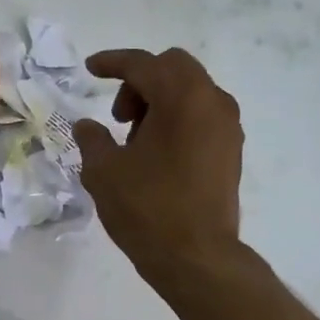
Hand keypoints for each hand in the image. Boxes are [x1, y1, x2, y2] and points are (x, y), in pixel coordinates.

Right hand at [74, 47, 242, 271]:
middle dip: (140, 81)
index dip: (112, 62)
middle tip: (118, 116)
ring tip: (135, 139)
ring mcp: (227, 127)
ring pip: (191, 91)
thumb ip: (92, 139)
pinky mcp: (232, 151)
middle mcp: (212, 102)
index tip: (90, 68)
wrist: (197, 257)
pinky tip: (156, 153)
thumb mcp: (104, 171)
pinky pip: (202, 115)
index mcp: (181, 98)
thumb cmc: (147, 208)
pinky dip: (178, 119)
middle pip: (173, 68)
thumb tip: (87, 126)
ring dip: (160, 100)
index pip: (143, 64)